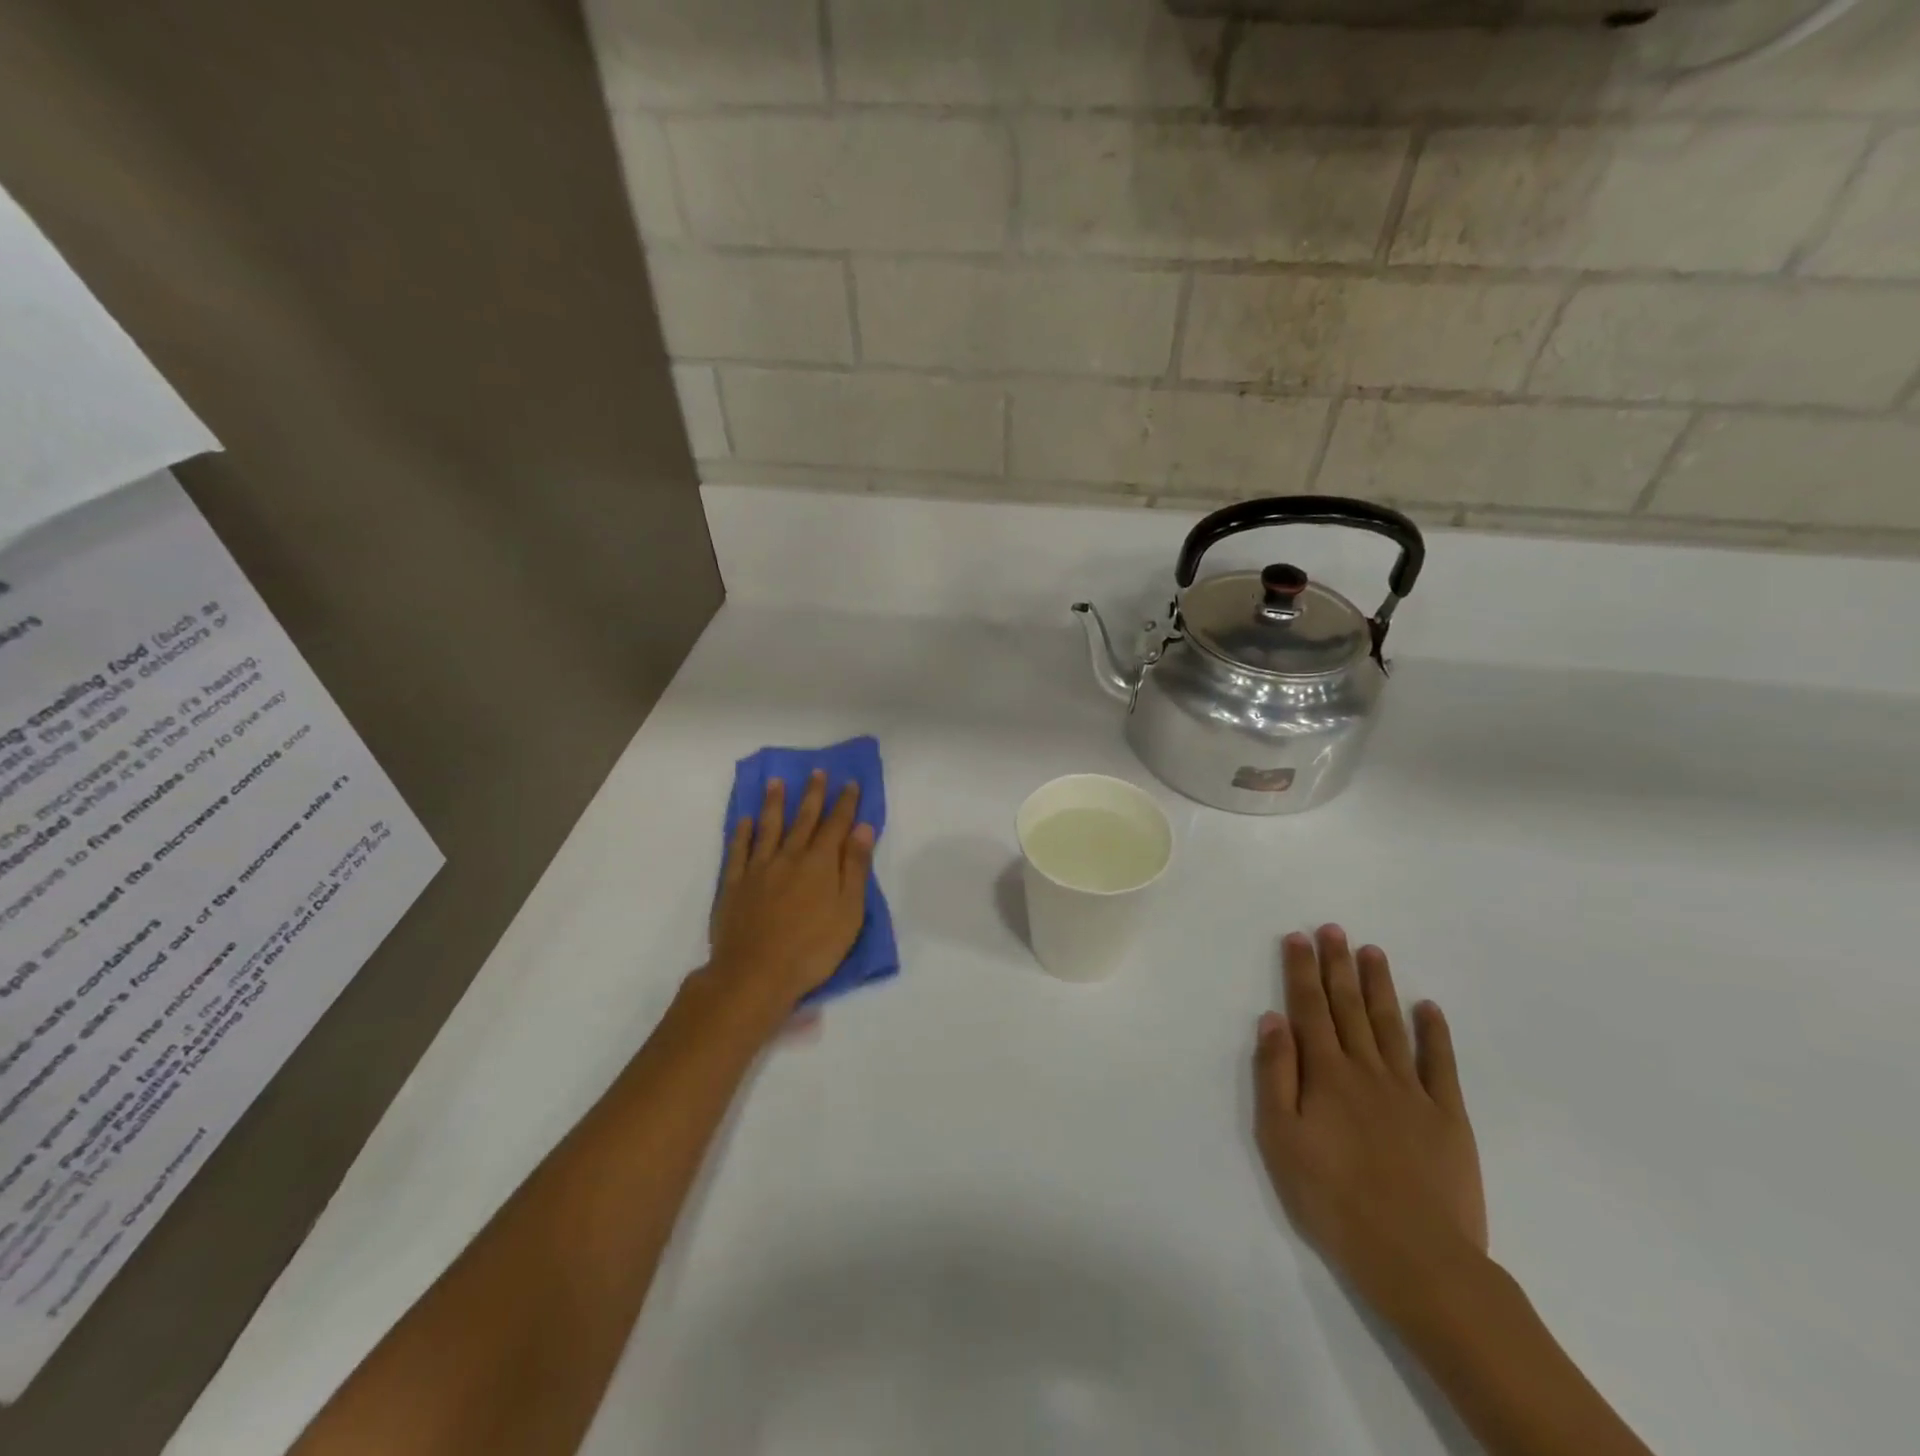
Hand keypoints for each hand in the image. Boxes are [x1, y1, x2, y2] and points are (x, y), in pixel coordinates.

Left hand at [708, 769, 874, 1015]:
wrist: (755, 974)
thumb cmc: (812, 948)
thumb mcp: (849, 912)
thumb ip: (855, 868)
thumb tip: (863, 828)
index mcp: (820, 864)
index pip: (836, 825)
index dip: (845, 803)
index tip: (850, 783)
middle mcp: (789, 857)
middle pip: (804, 819)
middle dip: (813, 794)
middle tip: (817, 772)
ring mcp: (759, 869)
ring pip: (769, 828)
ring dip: (774, 803)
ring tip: (777, 782)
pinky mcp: (734, 885)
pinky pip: (739, 851)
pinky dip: (743, 833)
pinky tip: (746, 821)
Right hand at [1253, 926, 1486, 1303]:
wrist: (1417, 1257)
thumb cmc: (1333, 1198)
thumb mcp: (1281, 1138)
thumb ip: (1275, 1074)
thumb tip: (1273, 1019)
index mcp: (1325, 1074)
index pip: (1309, 1008)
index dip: (1302, 971)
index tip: (1298, 937)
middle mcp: (1367, 1069)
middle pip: (1349, 1006)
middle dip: (1338, 964)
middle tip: (1334, 929)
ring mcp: (1411, 1091)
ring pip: (1391, 1024)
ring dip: (1379, 986)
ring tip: (1372, 952)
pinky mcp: (1448, 1117)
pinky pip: (1441, 1064)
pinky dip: (1435, 1033)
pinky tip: (1429, 1008)